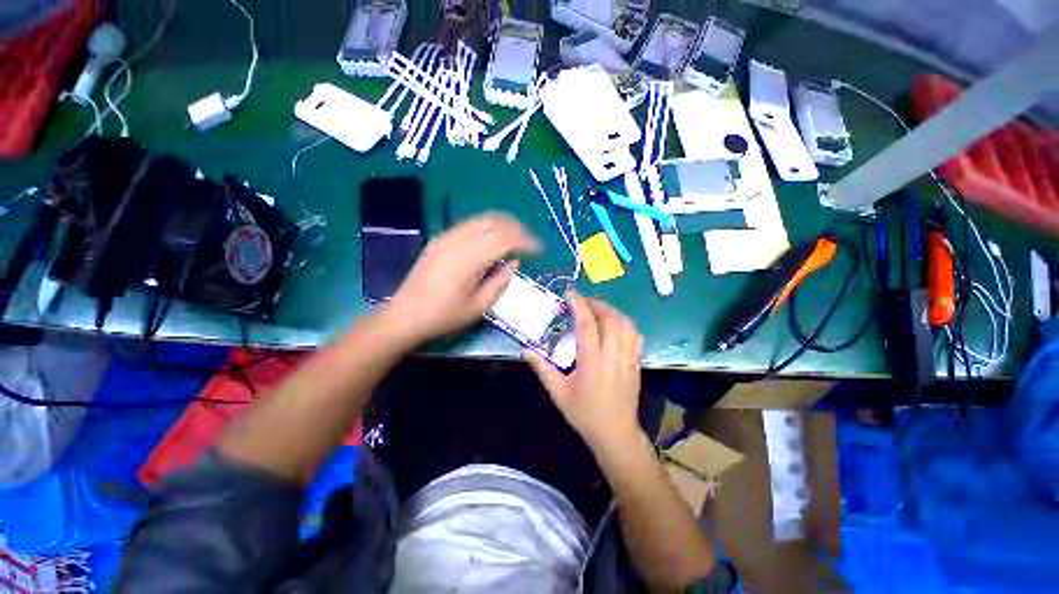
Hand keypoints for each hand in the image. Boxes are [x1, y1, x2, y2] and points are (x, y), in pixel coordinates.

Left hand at [381, 213, 539, 345]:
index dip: (526, 241)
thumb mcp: (478, 307)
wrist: (405, 316)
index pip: (504, 239)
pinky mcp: (439, 240)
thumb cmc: (444, 317)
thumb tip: (514, 262)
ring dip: (503, 224)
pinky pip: (469, 225)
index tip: (540, 249)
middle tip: (530, 241)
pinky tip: (493, 238)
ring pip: (481, 220)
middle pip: (494, 223)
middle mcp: (458, 241)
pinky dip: (487, 227)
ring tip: (516, 237)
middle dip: (517, 228)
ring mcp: (446, 238)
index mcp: (469, 260)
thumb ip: (499, 282)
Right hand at [525, 293, 644, 448]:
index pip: (587, 324)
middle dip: (596, 303)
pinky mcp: (636, 363)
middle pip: (610, 318)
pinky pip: (635, 335)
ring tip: (598, 308)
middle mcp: (613, 354)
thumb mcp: (558, 393)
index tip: (570, 293)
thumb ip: (542, 369)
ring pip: (626, 324)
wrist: (615, 434)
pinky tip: (616, 324)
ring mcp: (628, 358)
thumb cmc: (584, 414)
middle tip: (582, 301)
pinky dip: (625, 323)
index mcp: (592, 360)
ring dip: (611, 311)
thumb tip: (524, 351)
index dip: (579, 305)